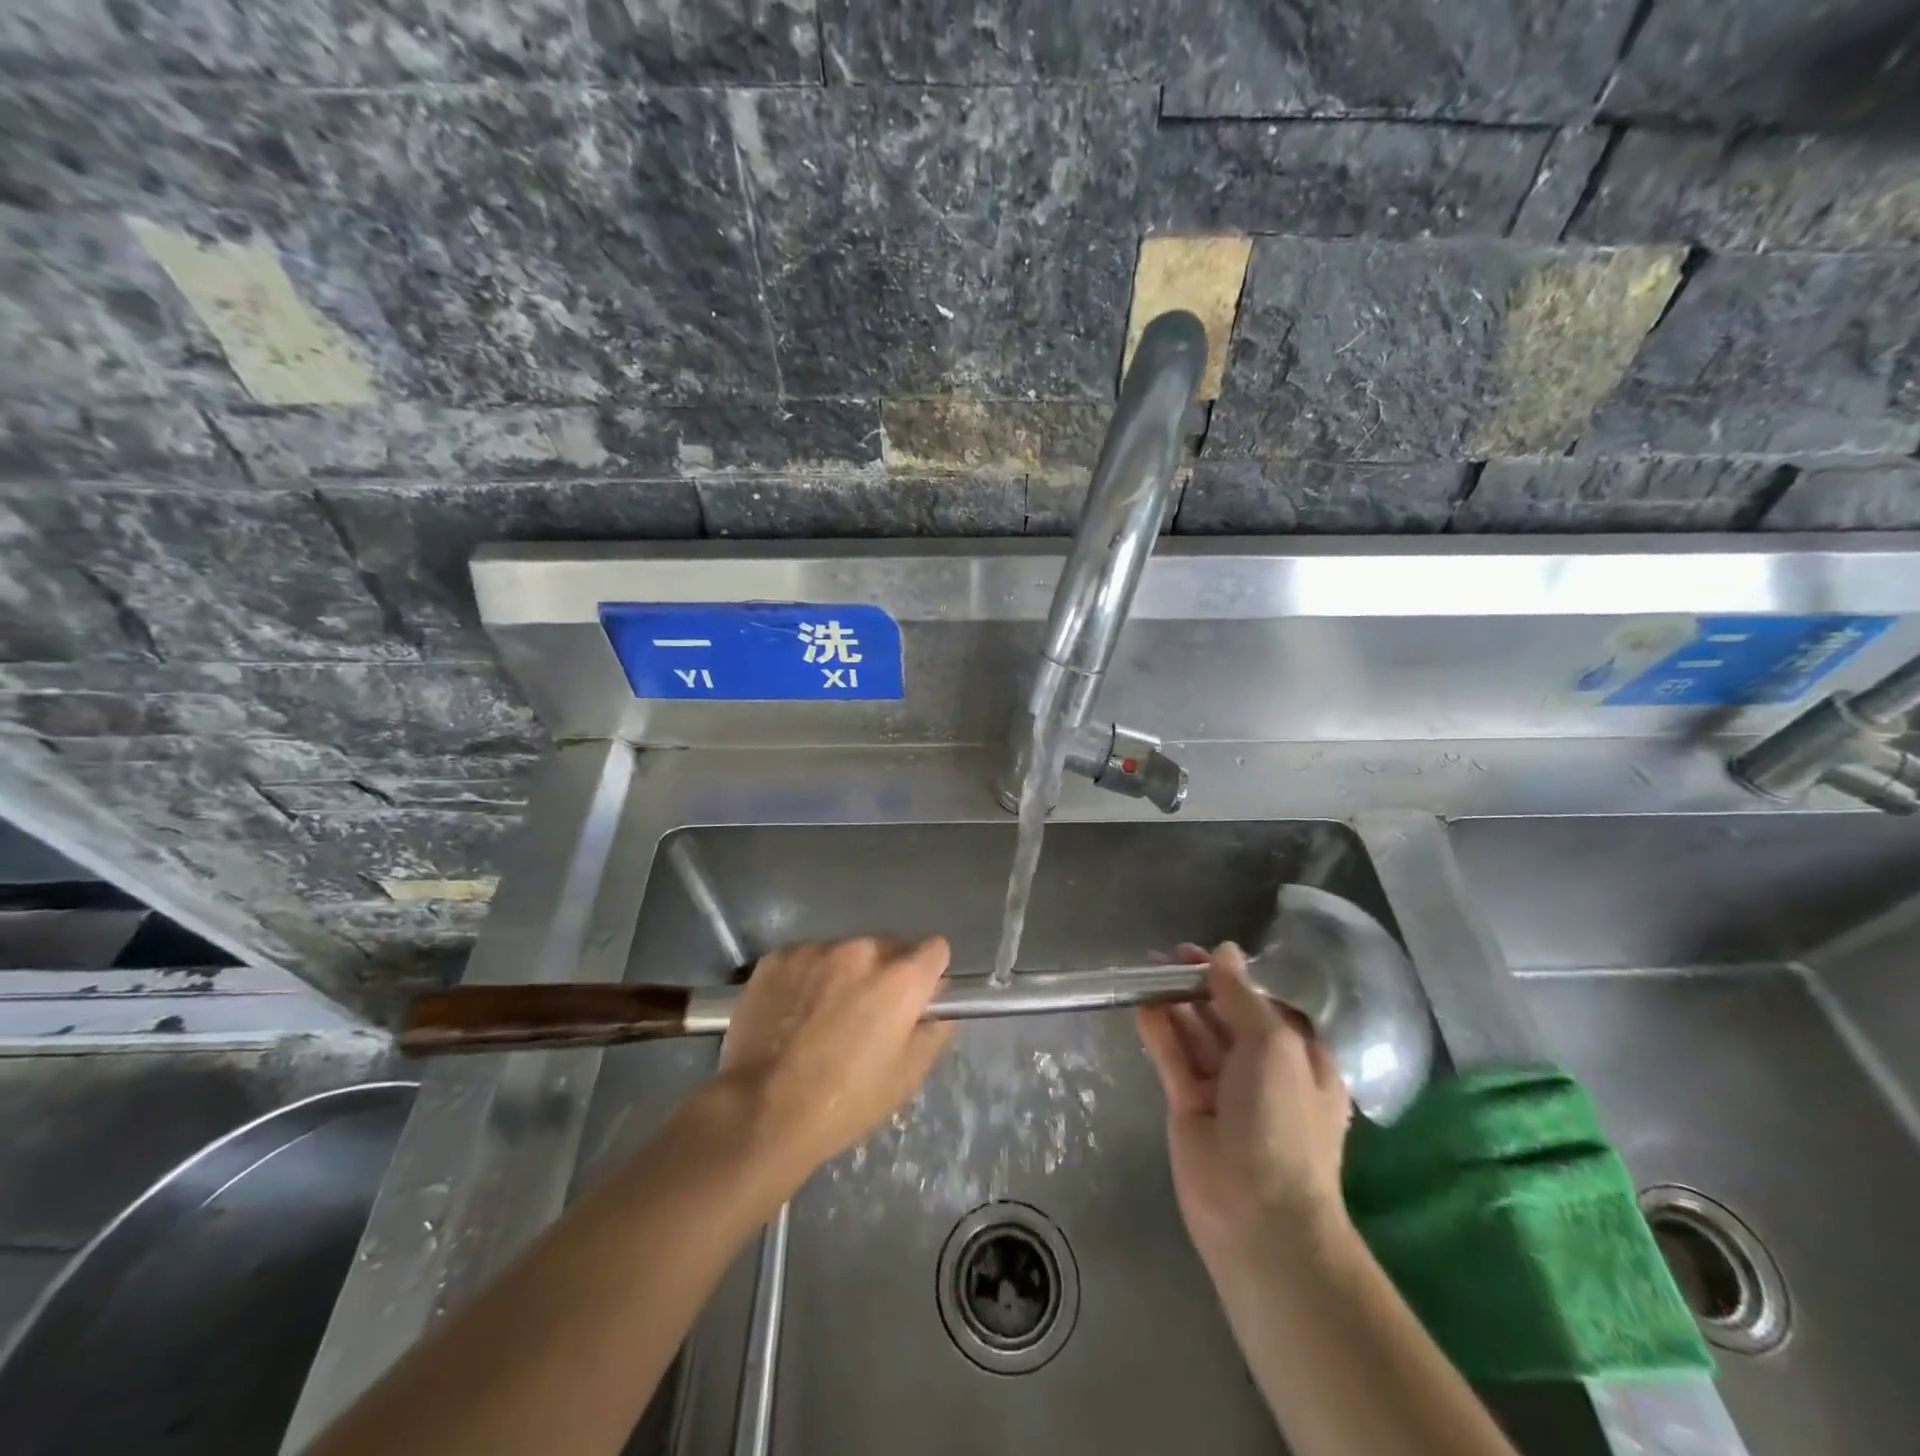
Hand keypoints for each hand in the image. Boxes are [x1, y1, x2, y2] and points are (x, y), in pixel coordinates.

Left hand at [716, 937, 954, 1195]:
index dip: (929, 974)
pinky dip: (807, 978)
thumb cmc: (844, 1102)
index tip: (916, 999)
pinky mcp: (778, 957)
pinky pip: (806, 959)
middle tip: (866, 1016)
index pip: (936, 949)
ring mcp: (816, 950)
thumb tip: (938, 1008)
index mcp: (901, 978)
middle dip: (885, 974)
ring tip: (822, 1017)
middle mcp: (862, 950)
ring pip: (845, 953)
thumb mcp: (906, 1077)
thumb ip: (934, 1031)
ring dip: (844, 974)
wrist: (759, 1112)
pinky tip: (792, 1014)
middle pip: (888, 948)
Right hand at [1137, 942, 1352, 1266]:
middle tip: (1166, 957)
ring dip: (1176, 1004)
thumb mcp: (1273, 1046)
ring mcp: (1224, 1091)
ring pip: (1197, 1036)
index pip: (1266, 1007)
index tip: (1205, 954)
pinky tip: (1142, 1005)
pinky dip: (1159, 1032)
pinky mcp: (1189, 1107)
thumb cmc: (1281, 1121)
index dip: (1236, 978)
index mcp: (1300, 1059)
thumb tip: (1225, 952)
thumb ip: (1242, 997)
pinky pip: (1174, 1059)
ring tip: (1147, 970)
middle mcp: (1263, 1072)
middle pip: (1227, 1017)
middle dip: (1200, 987)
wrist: (1258, 1214)